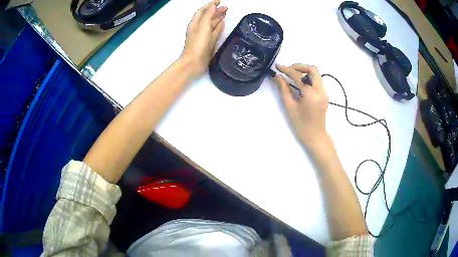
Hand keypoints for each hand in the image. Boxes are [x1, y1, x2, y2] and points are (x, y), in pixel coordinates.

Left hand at [181, 0, 226, 76]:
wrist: (194, 63)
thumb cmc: (197, 44)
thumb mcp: (202, 27)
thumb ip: (208, 16)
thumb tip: (213, 7)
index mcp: (196, 23)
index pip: (202, 11)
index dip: (210, 5)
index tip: (219, 1)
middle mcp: (199, 28)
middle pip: (208, 16)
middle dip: (216, 10)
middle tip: (227, 7)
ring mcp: (204, 35)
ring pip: (212, 23)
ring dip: (218, 17)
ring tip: (226, 13)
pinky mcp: (209, 42)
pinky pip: (214, 32)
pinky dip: (219, 26)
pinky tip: (223, 23)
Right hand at [273, 64, 329, 147]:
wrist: (315, 136)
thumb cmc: (301, 125)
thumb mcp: (290, 107)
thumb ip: (284, 89)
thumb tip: (277, 77)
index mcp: (311, 95)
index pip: (298, 76)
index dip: (287, 69)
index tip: (277, 67)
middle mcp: (321, 91)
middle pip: (312, 69)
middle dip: (299, 66)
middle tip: (288, 70)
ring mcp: (324, 92)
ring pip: (316, 74)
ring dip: (304, 71)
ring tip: (293, 76)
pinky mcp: (324, 95)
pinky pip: (317, 80)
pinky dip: (308, 78)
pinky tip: (300, 83)